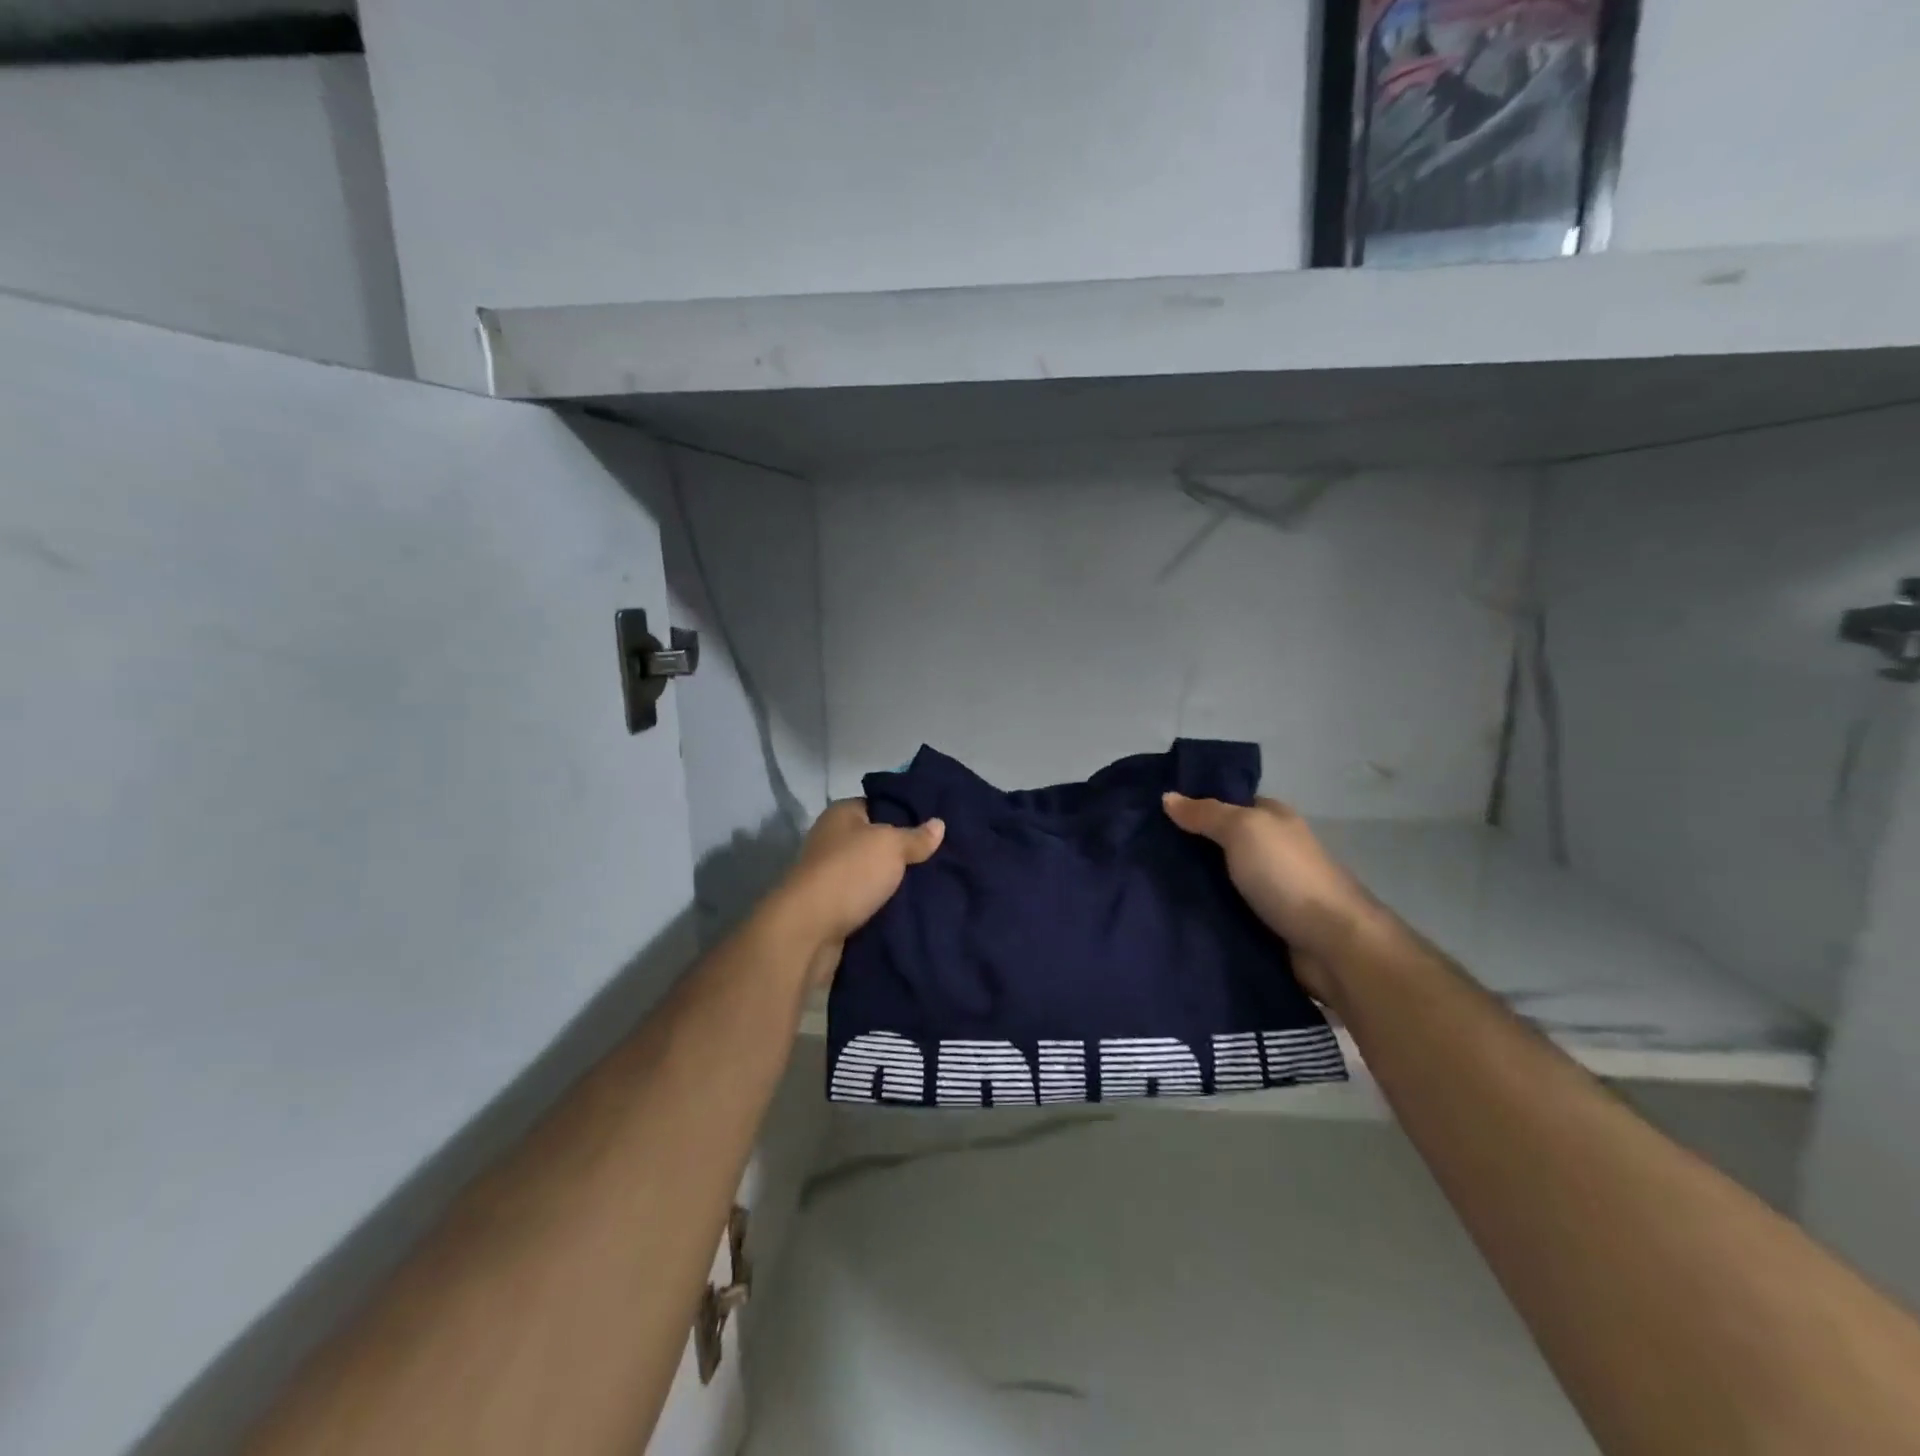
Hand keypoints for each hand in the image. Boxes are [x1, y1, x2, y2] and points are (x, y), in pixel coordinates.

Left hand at [773, 800, 944, 984]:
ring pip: (874, 872)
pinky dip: (886, 904)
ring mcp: (831, 874)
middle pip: (878, 841)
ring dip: (896, 881)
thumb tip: (939, 824)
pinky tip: (913, 907)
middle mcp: (833, 840)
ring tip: (935, 882)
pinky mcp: (834, 906)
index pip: (880, 804)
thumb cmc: (849, 873)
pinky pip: (868, 899)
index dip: (908, 812)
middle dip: (906, 851)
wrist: (809, 931)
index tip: (937, 824)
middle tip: (942, 856)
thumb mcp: (890, 846)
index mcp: (842, 814)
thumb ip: (916, 836)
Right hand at [1162, 793, 1384, 1004]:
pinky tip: (1173, 912)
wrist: (1331, 944)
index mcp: (1273, 819)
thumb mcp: (1243, 830)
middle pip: (1220, 842)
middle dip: (1187, 846)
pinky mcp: (1265, 924)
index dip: (1195, 805)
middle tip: (1142, 850)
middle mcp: (1272, 849)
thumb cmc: (1286, 875)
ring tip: (1147, 883)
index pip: (1228, 803)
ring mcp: (1269, 888)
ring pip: (1220, 878)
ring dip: (1193, 882)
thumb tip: (1167, 796)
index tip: (1153, 813)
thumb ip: (1206, 814)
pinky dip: (1205, 911)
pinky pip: (1226, 910)